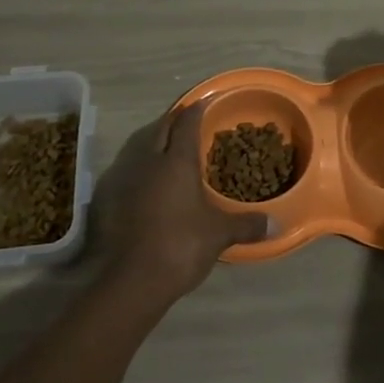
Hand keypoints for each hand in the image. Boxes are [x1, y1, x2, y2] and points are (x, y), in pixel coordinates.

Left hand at [101, 104, 267, 304]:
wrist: (131, 280)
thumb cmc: (181, 245)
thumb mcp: (219, 234)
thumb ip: (246, 224)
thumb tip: (275, 223)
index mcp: (177, 160)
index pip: (187, 122)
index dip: (197, 109)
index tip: (205, 102)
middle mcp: (149, 160)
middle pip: (160, 127)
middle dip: (174, 120)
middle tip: (188, 119)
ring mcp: (124, 178)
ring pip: (139, 146)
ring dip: (154, 140)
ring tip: (168, 146)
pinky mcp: (108, 199)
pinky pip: (127, 169)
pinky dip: (140, 166)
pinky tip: (147, 180)